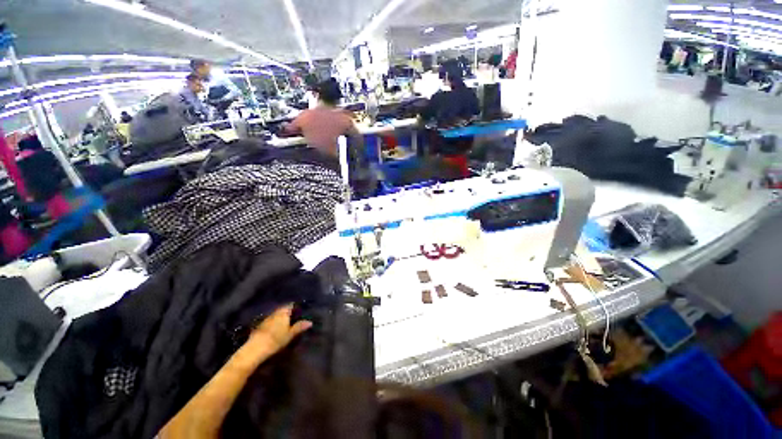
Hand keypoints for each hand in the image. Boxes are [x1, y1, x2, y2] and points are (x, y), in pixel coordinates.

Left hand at [248, 304, 311, 355]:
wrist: (255, 349)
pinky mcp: (259, 326)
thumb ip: (299, 327)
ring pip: (275, 315)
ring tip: (285, 323)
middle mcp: (275, 313)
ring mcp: (266, 319)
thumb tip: (310, 321)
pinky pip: (269, 321)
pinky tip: (275, 329)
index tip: (299, 310)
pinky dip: (273, 323)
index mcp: (283, 313)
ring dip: (280, 317)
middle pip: (282, 309)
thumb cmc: (276, 340)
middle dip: (287, 312)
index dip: (295, 307)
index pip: (290, 305)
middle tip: (294, 317)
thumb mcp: (290, 334)